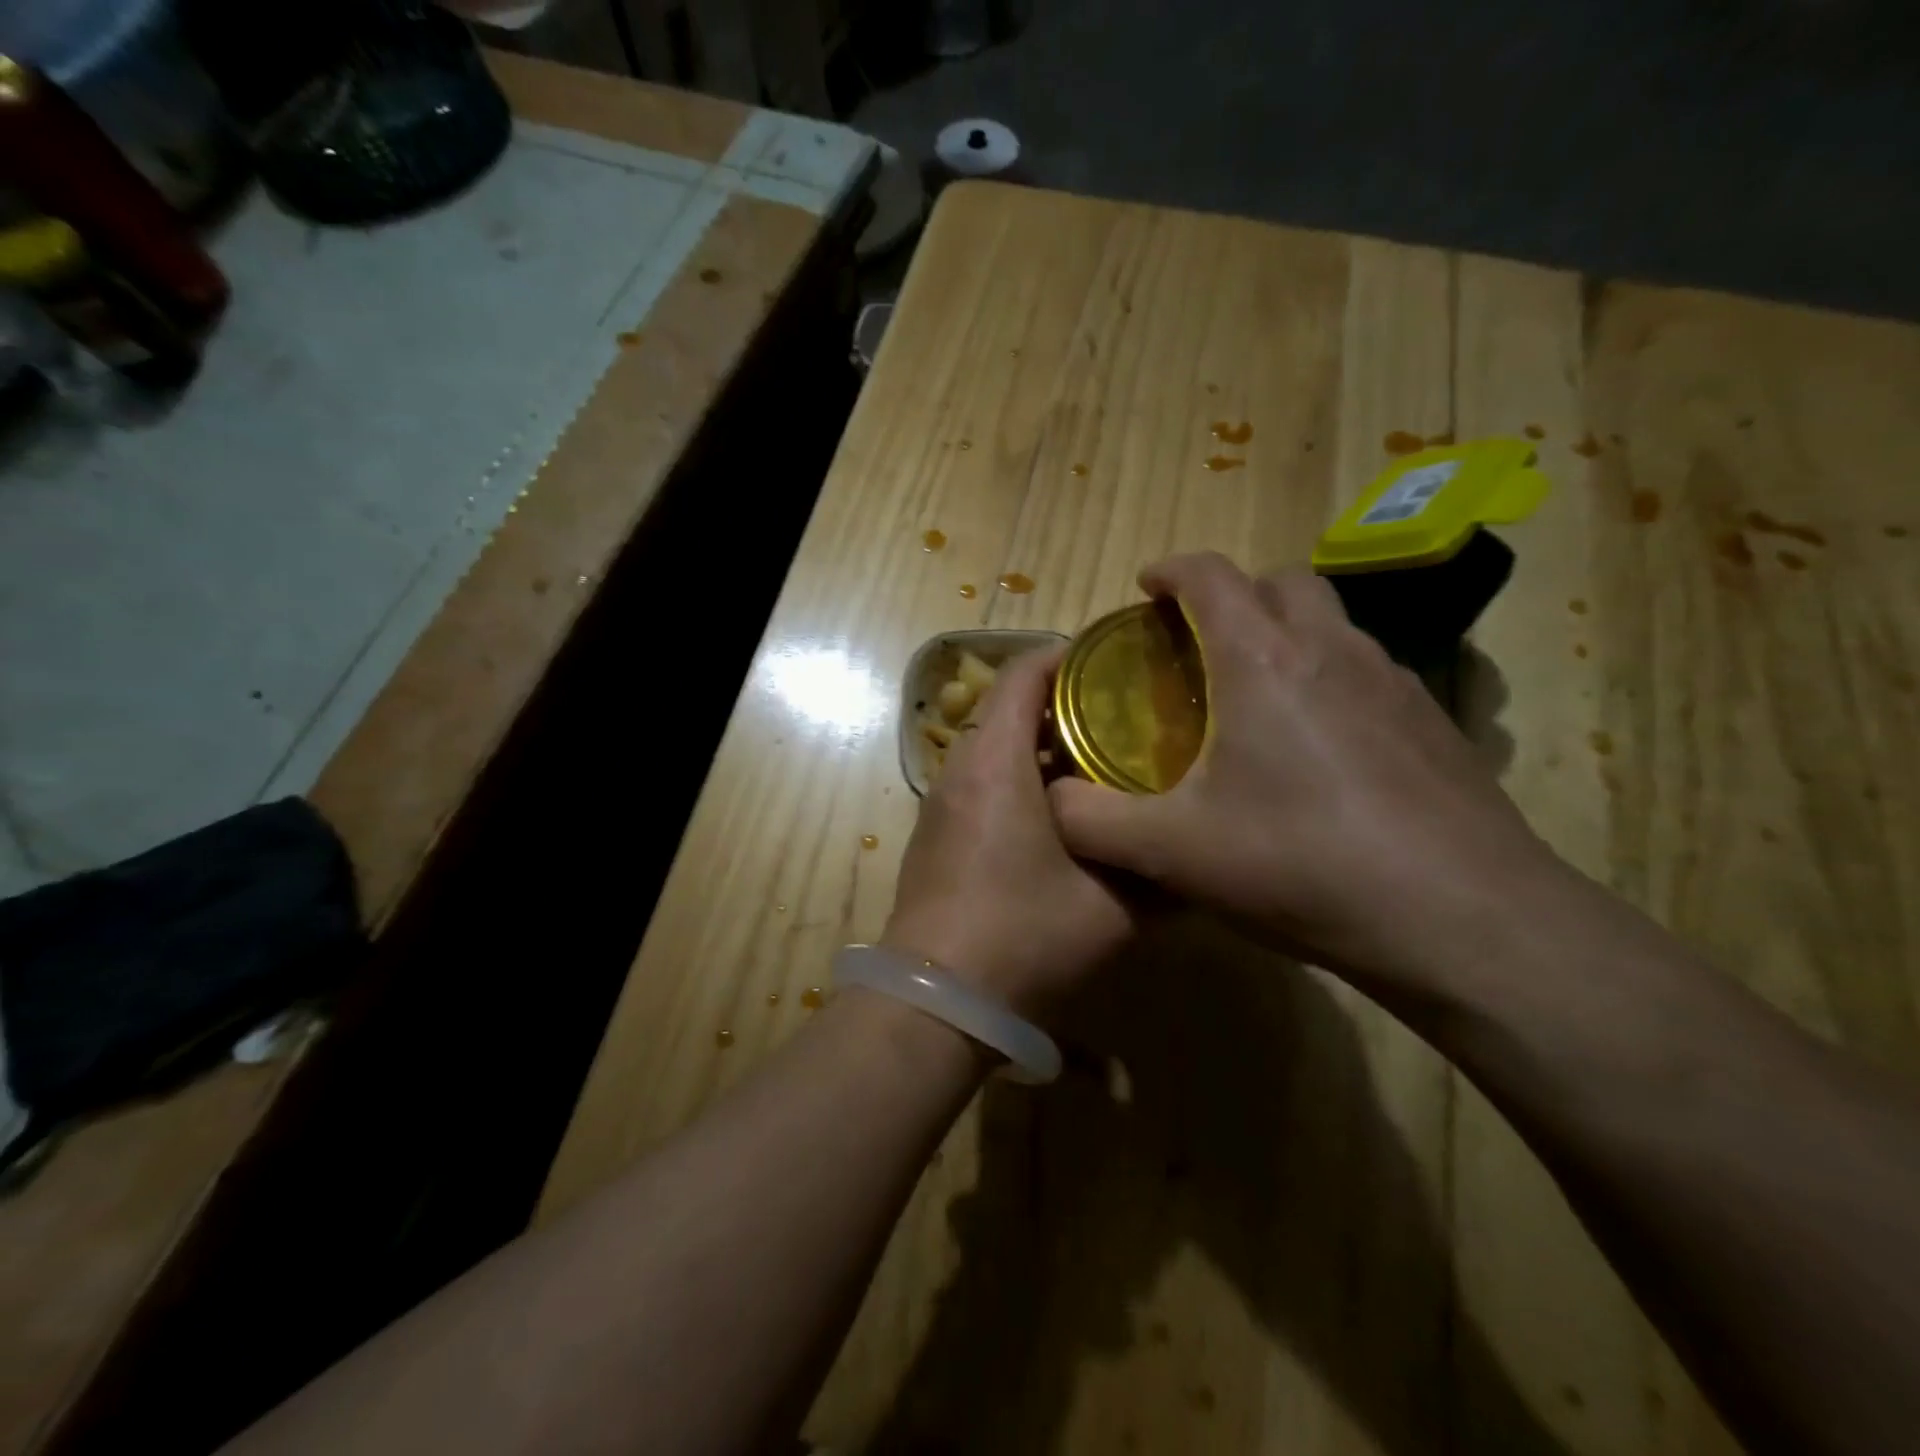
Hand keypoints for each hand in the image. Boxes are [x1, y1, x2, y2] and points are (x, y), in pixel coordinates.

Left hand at [885, 645, 1134, 1018]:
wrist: (937, 1000)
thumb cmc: (1023, 935)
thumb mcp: (1112, 906)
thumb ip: (1159, 872)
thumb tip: (1197, 855)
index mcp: (994, 761)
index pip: (1022, 674)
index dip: (1068, 657)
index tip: (1117, 666)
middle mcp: (959, 769)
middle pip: (1008, 709)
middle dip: (1065, 707)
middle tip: (1125, 721)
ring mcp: (941, 804)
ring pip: (994, 750)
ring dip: (1042, 749)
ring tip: (1102, 767)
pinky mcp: (936, 836)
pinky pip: (981, 784)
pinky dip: (1019, 781)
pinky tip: (1062, 819)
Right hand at [1047, 553, 1563, 1001]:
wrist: (1466, 922)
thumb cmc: (1304, 866)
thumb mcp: (1173, 851)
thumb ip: (1092, 821)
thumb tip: (1052, 801)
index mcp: (1264, 660)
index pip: (1211, 576)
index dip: (1170, 571)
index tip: (1145, 589)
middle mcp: (1334, 651)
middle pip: (1281, 582)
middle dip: (1233, 595)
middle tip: (1197, 646)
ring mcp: (1396, 683)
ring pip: (1331, 624)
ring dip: (1285, 634)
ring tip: (1253, 695)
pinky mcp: (1434, 723)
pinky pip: (1367, 671)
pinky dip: (1328, 678)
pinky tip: (1317, 749)